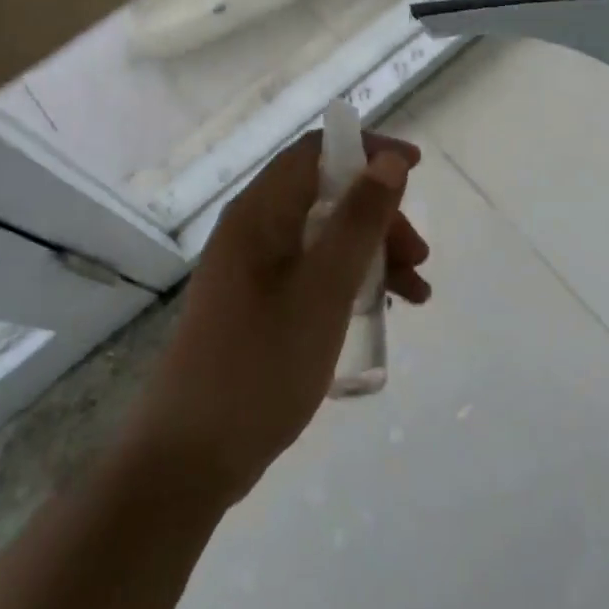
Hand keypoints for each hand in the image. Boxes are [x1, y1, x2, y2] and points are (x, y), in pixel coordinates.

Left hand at [125, 129, 431, 506]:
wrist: (190, 458)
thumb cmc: (261, 363)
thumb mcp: (324, 288)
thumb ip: (359, 220)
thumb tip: (388, 160)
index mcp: (260, 212)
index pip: (317, 151)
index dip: (368, 150)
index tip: (413, 170)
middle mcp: (253, 229)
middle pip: (326, 194)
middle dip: (378, 216)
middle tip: (418, 257)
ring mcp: (252, 268)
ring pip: (324, 236)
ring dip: (372, 252)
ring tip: (417, 293)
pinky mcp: (256, 304)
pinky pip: (312, 271)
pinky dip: (349, 280)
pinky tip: (382, 309)